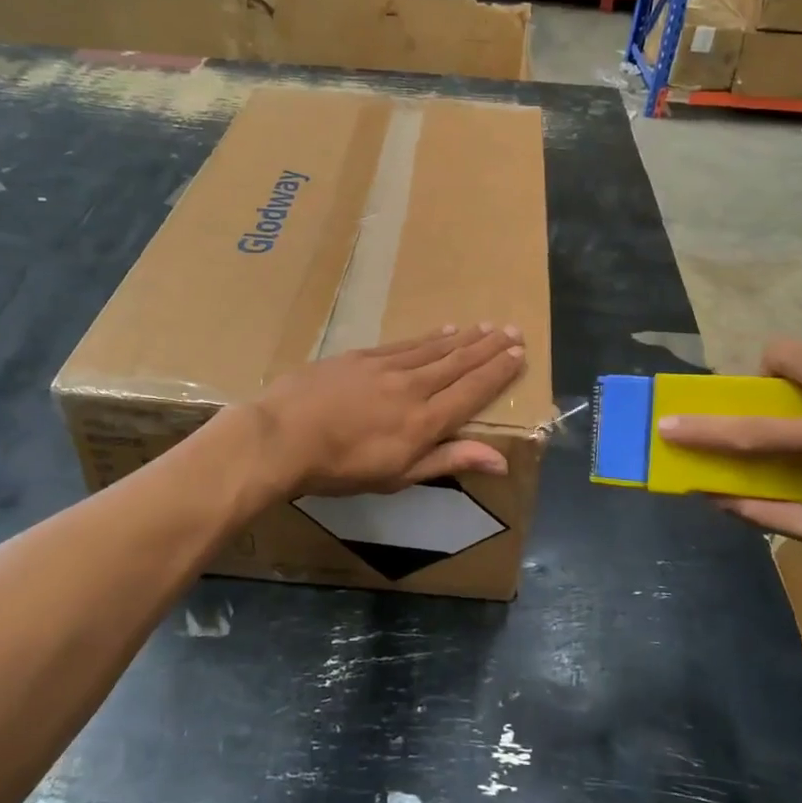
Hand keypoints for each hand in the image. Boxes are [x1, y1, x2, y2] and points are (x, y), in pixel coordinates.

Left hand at [248, 325, 525, 497]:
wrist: (282, 436)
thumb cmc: (340, 468)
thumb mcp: (398, 476)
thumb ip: (449, 460)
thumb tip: (501, 461)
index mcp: (425, 421)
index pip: (472, 391)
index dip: (498, 372)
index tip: (519, 353)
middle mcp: (413, 387)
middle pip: (459, 363)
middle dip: (488, 347)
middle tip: (512, 330)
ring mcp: (386, 367)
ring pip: (435, 348)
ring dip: (464, 338)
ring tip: (485, 326)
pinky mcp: (362, 356)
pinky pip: (406, 343)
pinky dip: (429, 337)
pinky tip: (442, 331)